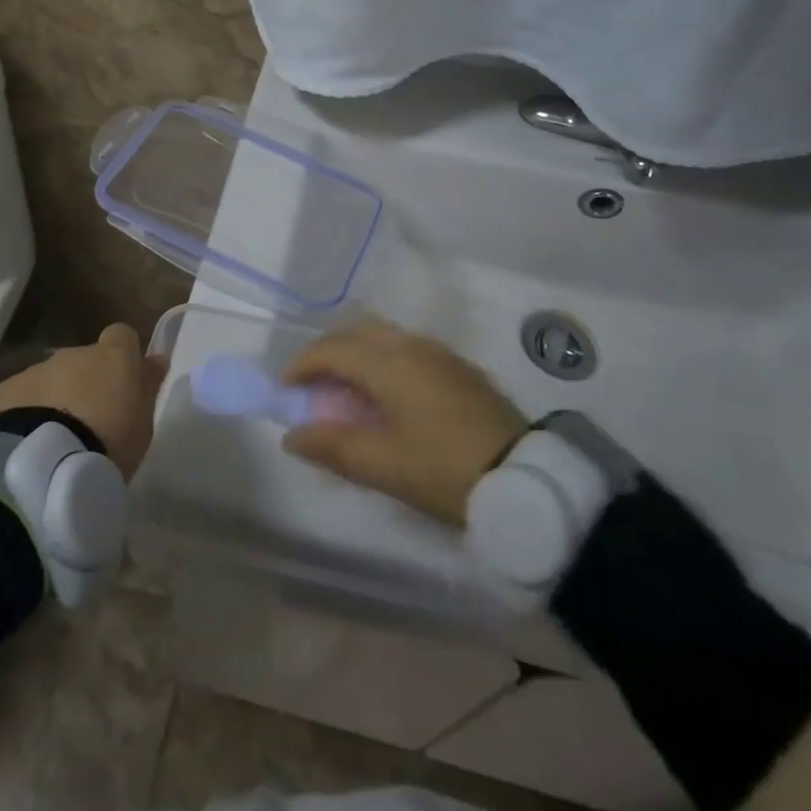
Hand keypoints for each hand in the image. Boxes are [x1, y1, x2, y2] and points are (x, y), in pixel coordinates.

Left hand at [0, 324, 168, 477]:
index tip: (125, 383)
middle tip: (89, 423)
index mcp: (112, 356)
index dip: (124, 356)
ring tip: (57, 439)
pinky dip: (27, 412)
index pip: (122, 335)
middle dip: (86, 383)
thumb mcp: (143, 422)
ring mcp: (37, 370)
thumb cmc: (108, 442)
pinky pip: (22, 397)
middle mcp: (74, 353)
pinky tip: (28, 443)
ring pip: (52, 378)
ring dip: (56, 398)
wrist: (44, 464)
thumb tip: (156, 359)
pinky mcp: (5, 392)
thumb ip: (147, 386)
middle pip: (84, 360)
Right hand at [281, 319, 526, 523]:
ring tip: (348, 392)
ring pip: (384, 338)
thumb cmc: (444, 469)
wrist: (525, 478)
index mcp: (389, 362)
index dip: (302, 365)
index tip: (285, 388)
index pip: (332, 349)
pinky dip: (383, 362)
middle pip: (358, 331)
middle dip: (329, 352)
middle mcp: (412, 345)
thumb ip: (332, 446)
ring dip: (358, 355)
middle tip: (314, 385)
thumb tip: (292, 436)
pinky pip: (407, 350)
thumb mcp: (382, 464)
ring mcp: (440, 354)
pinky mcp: (459, 369)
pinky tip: (388, 396)